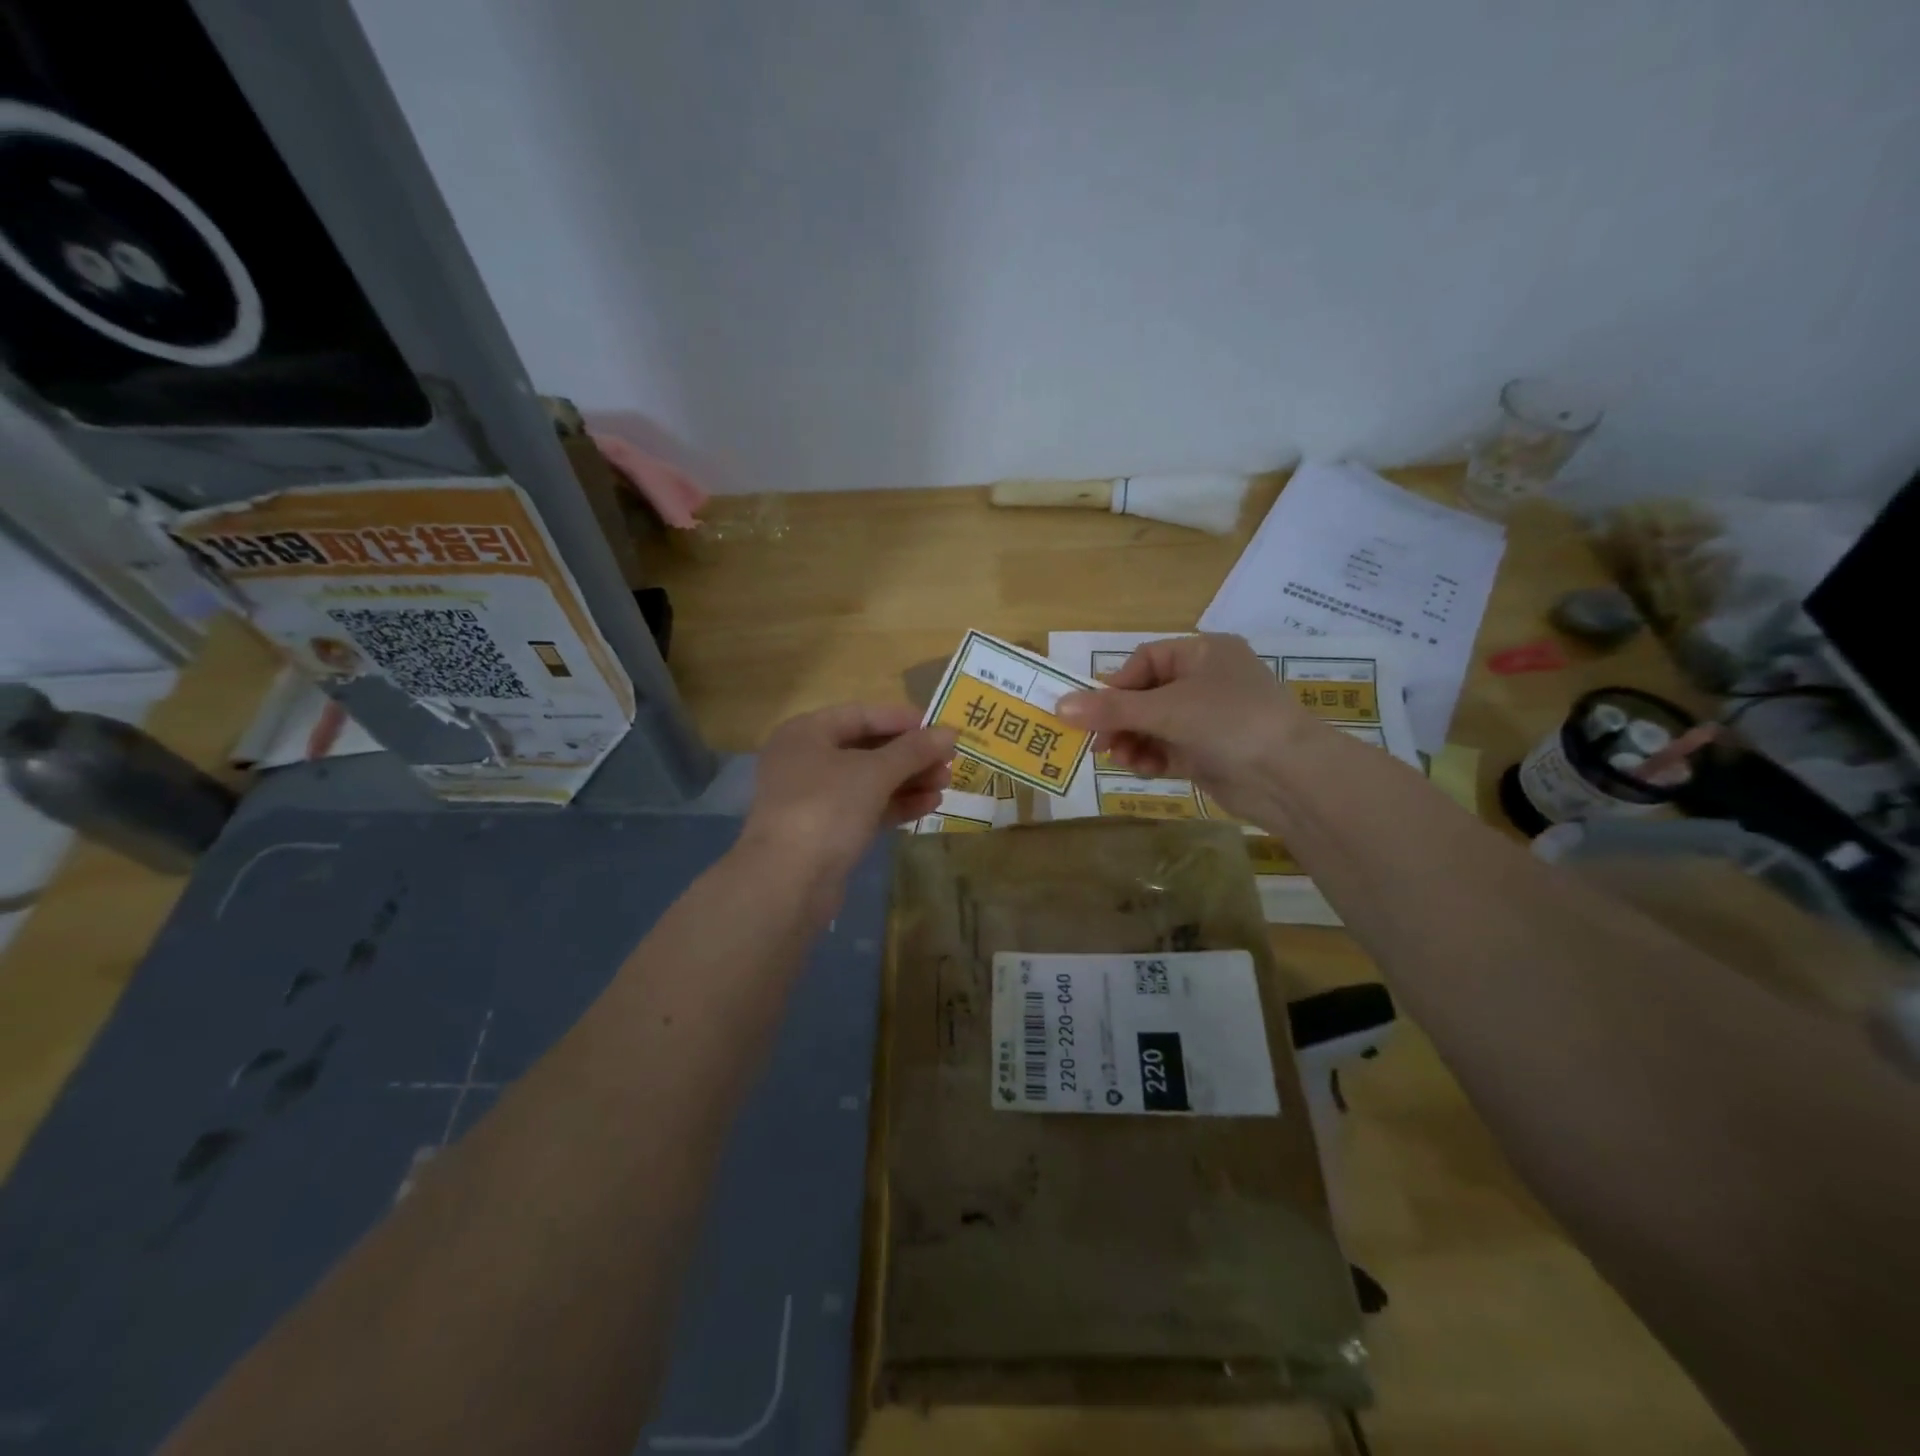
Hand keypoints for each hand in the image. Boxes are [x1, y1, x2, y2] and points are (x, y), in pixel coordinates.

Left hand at [741, 703, 955, 879]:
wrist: (788, 882)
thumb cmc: (827, 808)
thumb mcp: (874, 772)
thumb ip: (914, 750)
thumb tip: (950, 731)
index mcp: (806, 733)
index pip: (861, 715)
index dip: (902, 719)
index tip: (939, 727)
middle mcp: (806, 760)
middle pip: (866, 748)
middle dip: (910, 755)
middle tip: (948, 760)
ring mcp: (814, 798)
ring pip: (869, 781)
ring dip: (908, 780)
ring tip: (946, 784)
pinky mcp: (826, 831)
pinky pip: (866, 808)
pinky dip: (896, 804)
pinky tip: (929, 805)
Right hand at [1057, 634, 1317, 823]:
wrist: (1289, 776)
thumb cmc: (1228, 721)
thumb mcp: (1165, 709)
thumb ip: (1111, 709)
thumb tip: (1058, 705)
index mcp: (1204, 653)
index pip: (1145, 661)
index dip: (1115, 686)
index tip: (1091, 712)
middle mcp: (1208, 681)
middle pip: (1146, 696)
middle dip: (1121, 720)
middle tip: (1099, 744)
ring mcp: (1211, 719)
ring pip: (1155, 725)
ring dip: (1134, 742)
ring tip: (1123, 759)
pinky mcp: (1211, 752)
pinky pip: (1169, 749)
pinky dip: (1153, 758)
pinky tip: (1145, 770)